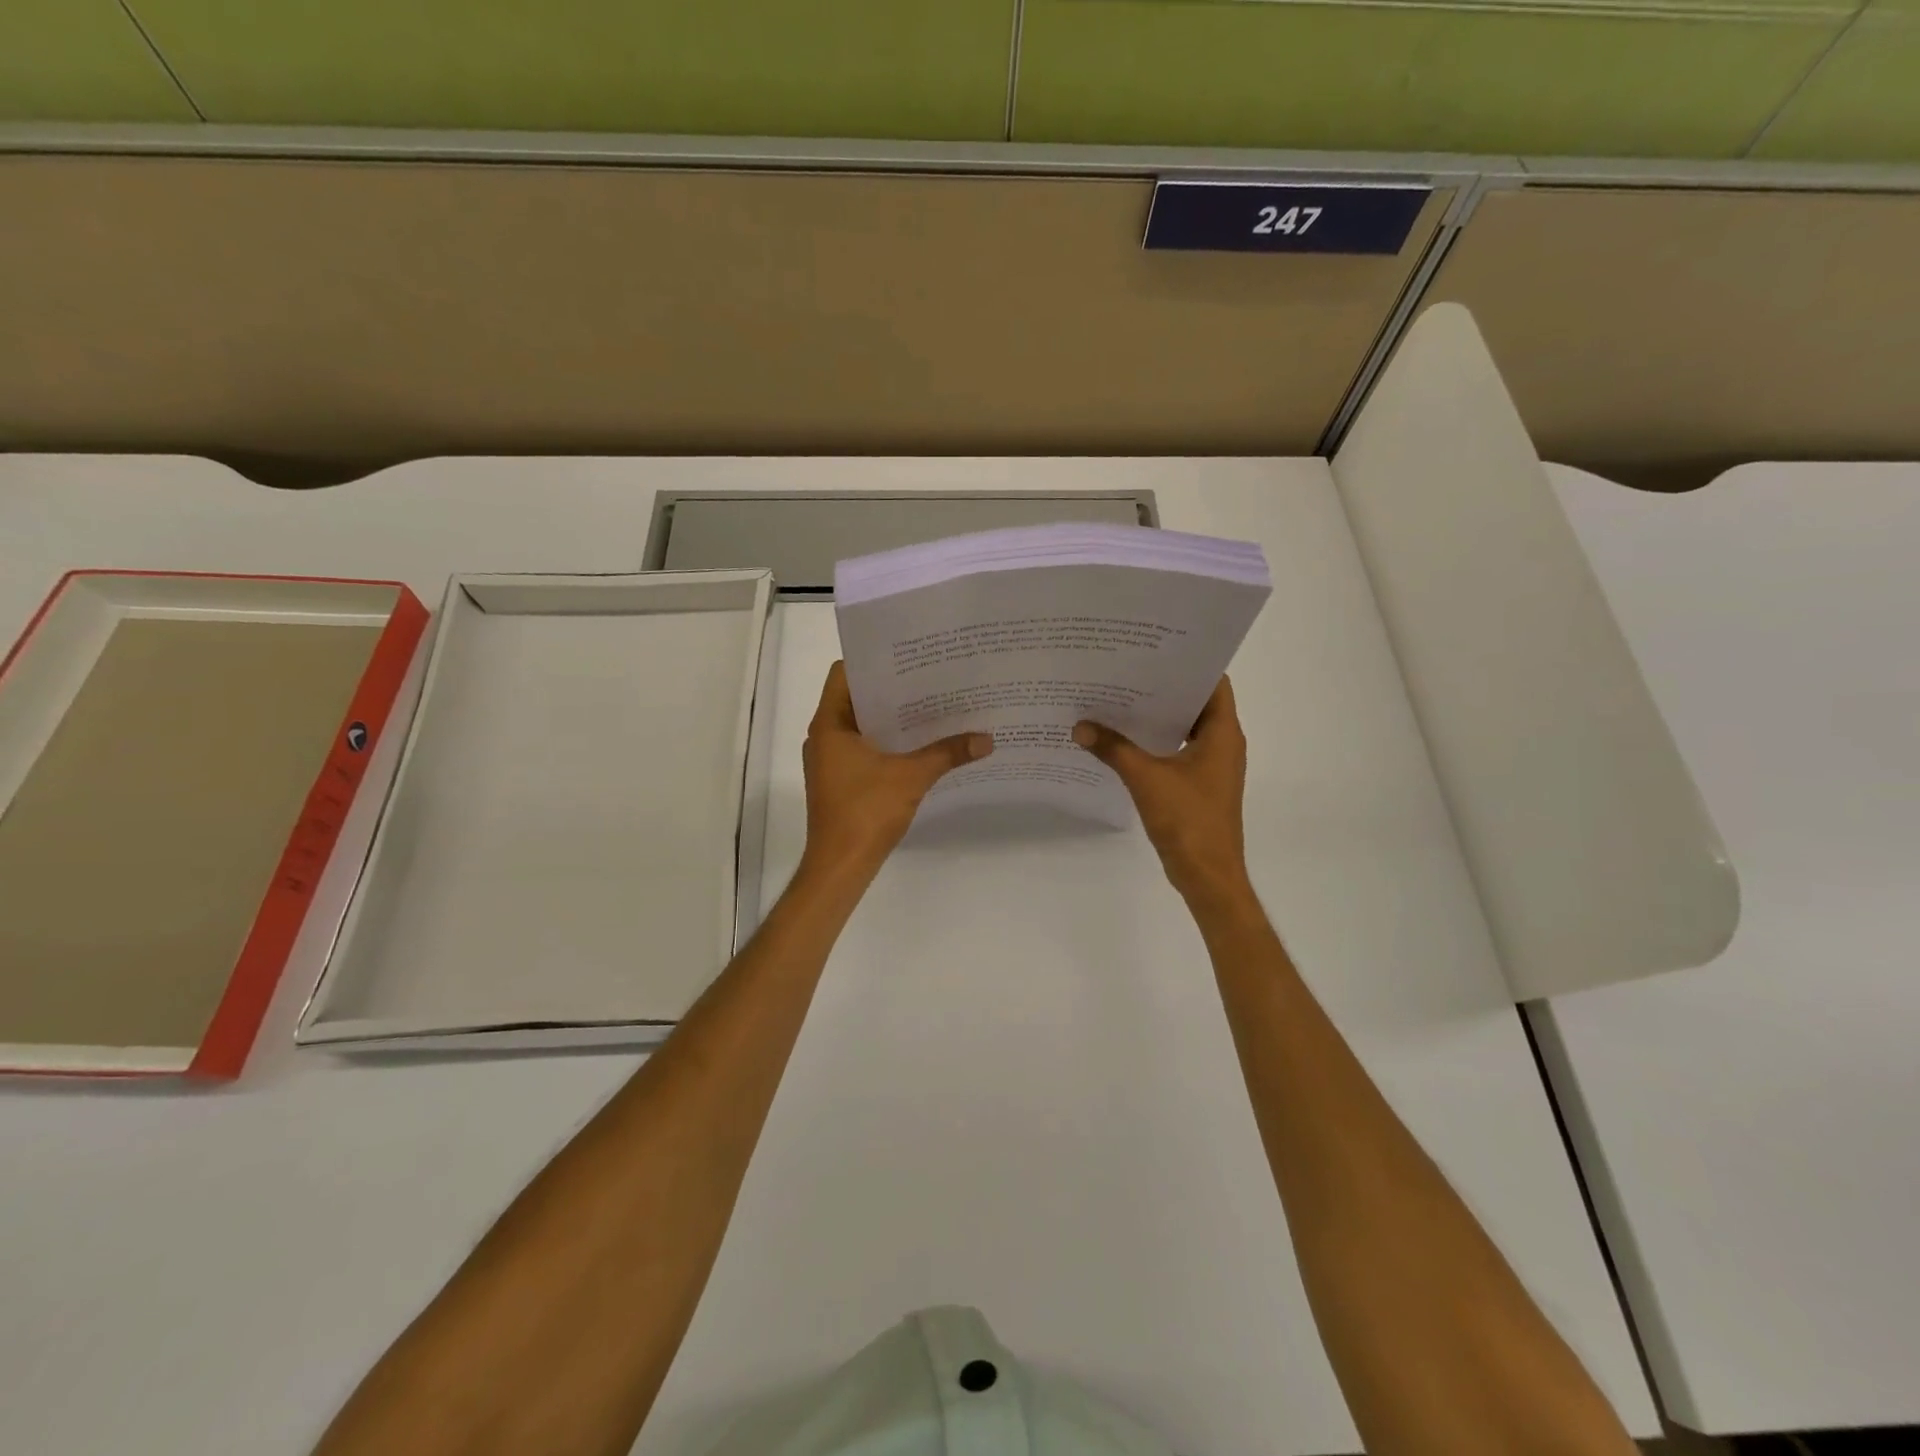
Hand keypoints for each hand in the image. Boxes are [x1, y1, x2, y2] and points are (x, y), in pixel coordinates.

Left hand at [800, 661, 991, 883]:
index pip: (844, 674)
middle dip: (892, 690)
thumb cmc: (865, 812)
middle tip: (930, 678)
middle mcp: (824, 737)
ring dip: (891, 718)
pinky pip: (864, 749)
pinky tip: (920, 744)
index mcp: (829, 725)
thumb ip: (947, 753)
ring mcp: (830, 761)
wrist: (840, 866)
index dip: (873, 662)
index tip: (907, 657)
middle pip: (856, 698)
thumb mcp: (911, 776)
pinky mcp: (840, 781)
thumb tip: (987, 739)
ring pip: (861, 726)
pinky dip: (888, 743)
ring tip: (931, 707)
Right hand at [1073, 677, 1250, 906]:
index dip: (1188, 663)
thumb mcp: (1146, 779)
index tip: (1155, 649)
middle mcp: (1222, 743)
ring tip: (1118, 698)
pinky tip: (1122, 739)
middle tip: (1126, 669)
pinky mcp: (1198, 785)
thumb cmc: (1188, 820)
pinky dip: (1154, 742)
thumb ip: (1113, 749)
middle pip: (1196, 703)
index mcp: (1223, 733)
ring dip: (1157, 716)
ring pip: (1184, 728)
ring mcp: (1211, 766)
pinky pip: (1176, 751)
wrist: (1207, 874)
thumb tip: (1080, 726)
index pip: (1214, 682)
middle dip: (1163, 687)